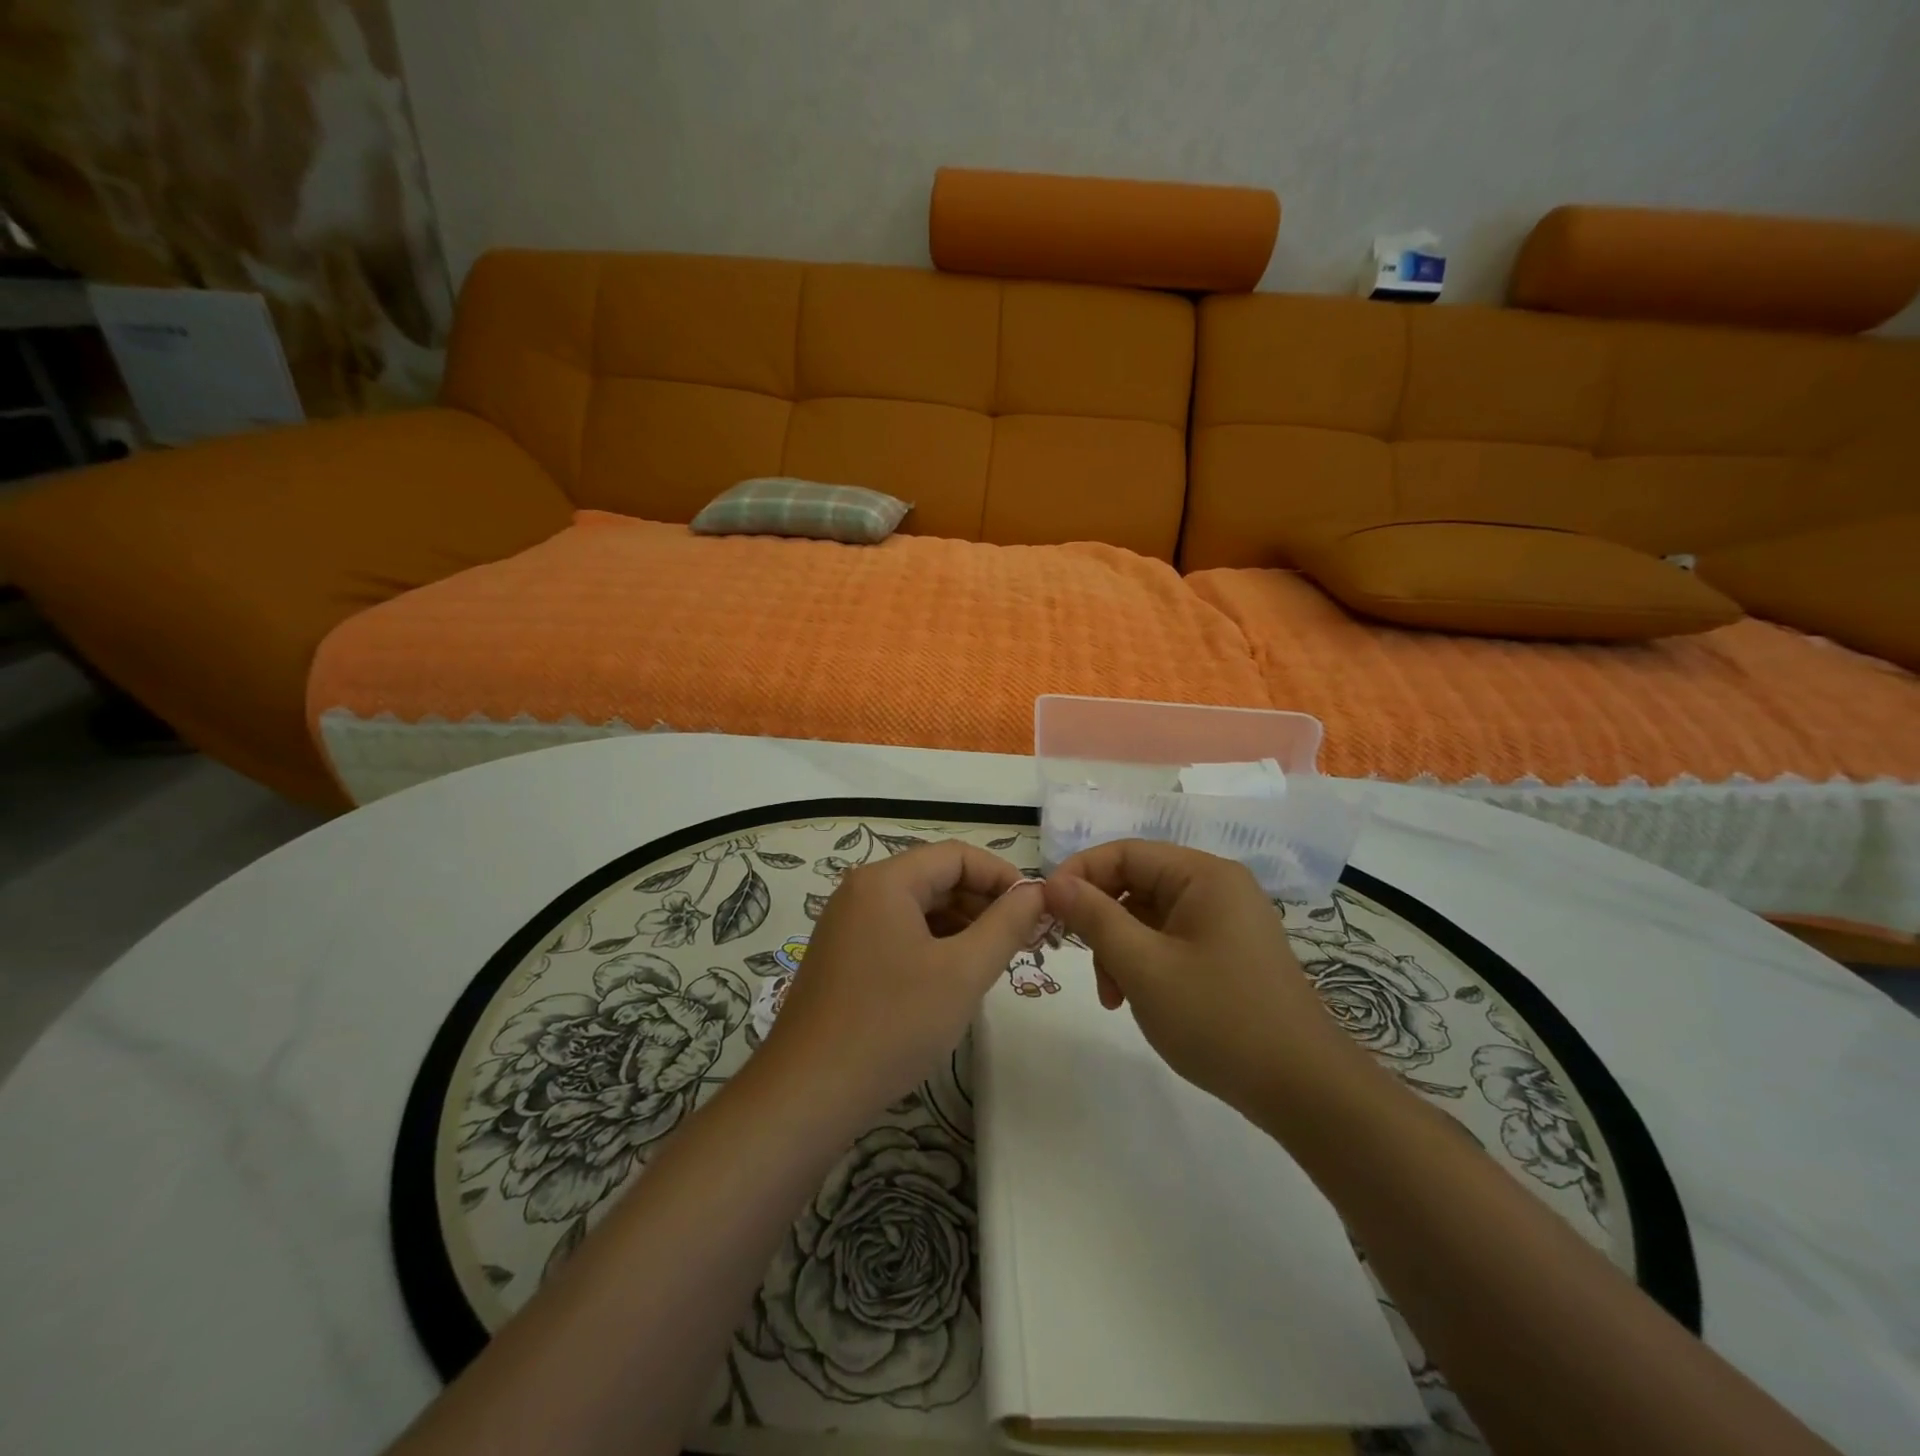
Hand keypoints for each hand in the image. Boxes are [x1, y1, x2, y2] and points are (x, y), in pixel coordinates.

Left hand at [762, 840, 1046, 1118]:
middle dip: (983, 903)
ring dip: (961, 926)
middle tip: (1023, 940)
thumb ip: (1006, 925)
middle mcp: (861, 892)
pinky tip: (954, 979)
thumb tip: (1036, 893)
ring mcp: (847, 925)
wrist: (807, 1094)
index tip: (1035, 910)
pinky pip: (899, 933)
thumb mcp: (963, 973)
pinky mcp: (844, 957)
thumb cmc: (892, 1025)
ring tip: (994, 961)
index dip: (1001, 876)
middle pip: (936, 878)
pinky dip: (934, 946)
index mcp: (885, 881)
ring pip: (919, 908)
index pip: (957, 856)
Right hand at [1043, 840, 1367, 1113]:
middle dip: (1101, 921)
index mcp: (1203, 875)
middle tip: (1077, 959)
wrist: (1304, 1091)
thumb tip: (1052, 882)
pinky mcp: (1227, 952)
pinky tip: (1136, 999)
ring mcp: (1225, 921)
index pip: (1124, 853)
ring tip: (1113, 996)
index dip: (1079, 875)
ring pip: (1147, 917)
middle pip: (1135, 884)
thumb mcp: (1143, 966)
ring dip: (1118, 949)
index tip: (1045, 909)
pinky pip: (1169, 940)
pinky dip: (1143, 963)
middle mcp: (1216, 887)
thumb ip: (1094, 917)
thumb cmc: (1219, 1018)